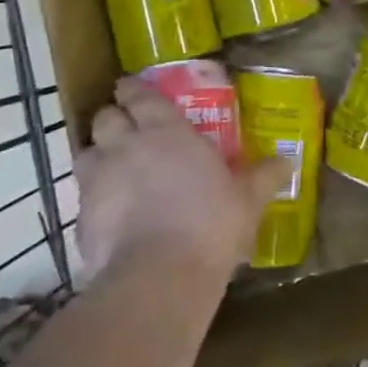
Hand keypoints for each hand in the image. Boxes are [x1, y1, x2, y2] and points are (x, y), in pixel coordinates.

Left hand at [74, 75, 289, 281]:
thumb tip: (286, 161)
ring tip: (110, 170)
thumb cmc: (210, 224)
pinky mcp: (81, 219)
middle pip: (104, 118)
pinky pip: (81, 200)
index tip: (130, 89)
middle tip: (124, 130)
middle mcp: (125, 145)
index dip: (132, 90)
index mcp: (165, 130)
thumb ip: (262, 177)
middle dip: (111, 119)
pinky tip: (108, 218)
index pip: (139, 95)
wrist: (159, 277)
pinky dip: (92, 202)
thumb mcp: (247, 200)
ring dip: (96, 156)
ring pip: (84, 154)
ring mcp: (98, 181)